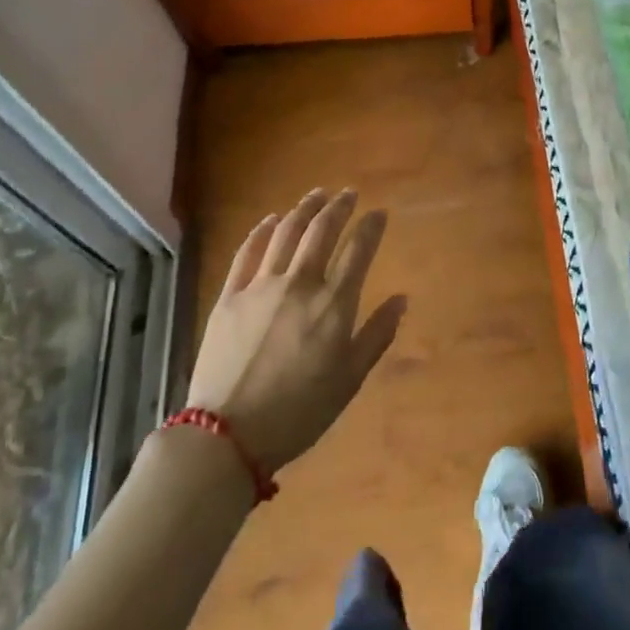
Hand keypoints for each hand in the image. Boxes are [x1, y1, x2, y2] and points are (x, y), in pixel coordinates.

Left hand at [185, 189, 406, 474]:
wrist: (228, 435)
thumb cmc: (299, 411)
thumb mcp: (350, 379)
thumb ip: (377, 334)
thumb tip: (401, 298)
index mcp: (333, 304)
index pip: (359, 250)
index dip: (371, 227)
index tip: (379, 212)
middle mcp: (300, 284)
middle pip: (321, 231)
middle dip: (338, 207)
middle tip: (348, 194)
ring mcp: (261, 286)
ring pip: (286, 233)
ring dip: (304, 209)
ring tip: (316, 195)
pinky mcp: (229, 296)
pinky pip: (247, 251)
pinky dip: (262, 230)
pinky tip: (270, 219)